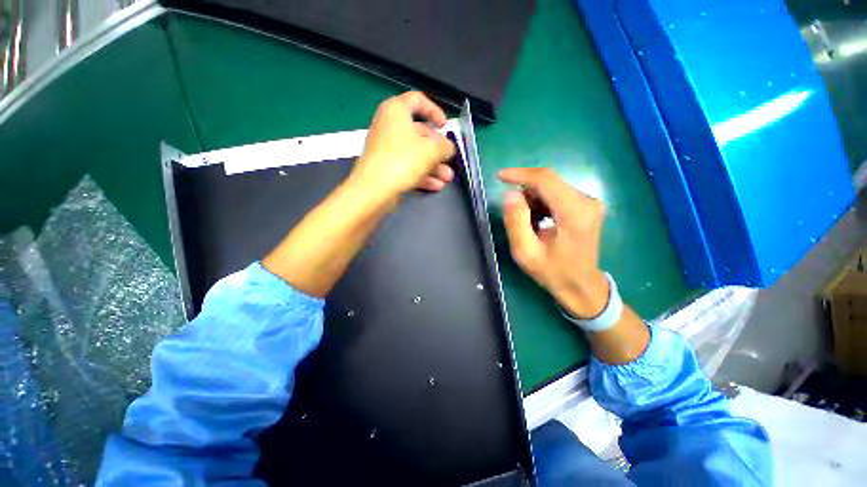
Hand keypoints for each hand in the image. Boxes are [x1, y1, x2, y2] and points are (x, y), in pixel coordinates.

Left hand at [353, 92, 456, 196]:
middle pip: (420, 133)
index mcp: (396, 111)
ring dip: (434, 166)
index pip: (417, 100)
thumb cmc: (402, 160)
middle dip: (438, 149)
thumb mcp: (431, 150)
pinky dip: (423, 175)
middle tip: (450, 160)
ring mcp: (387, 149)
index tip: (445, 125)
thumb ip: (445, 146)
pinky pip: (408, 167)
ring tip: (446, 178)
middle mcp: (389, 127)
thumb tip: (449, 148)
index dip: (435, 111)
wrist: (374, 190)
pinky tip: (436, 185)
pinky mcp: (386, 168)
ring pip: (416, 153)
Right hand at [499, 167, 609, 317]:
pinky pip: (557, 194)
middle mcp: (587, 201)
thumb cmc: (553, 272)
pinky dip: (542, 203)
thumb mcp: (526, 252)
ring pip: (551, 187)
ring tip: (528, 225)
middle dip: (525, 193)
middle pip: (548, 182)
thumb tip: (510, 194)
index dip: (520, 174)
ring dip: (533, 200)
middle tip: (515, 217)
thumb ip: (516, 222)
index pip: (545, 179)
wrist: (581, 285)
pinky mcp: (586, 205)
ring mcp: (589, 202)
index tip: (500, 177)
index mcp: (574, 213)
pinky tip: (538, 222)